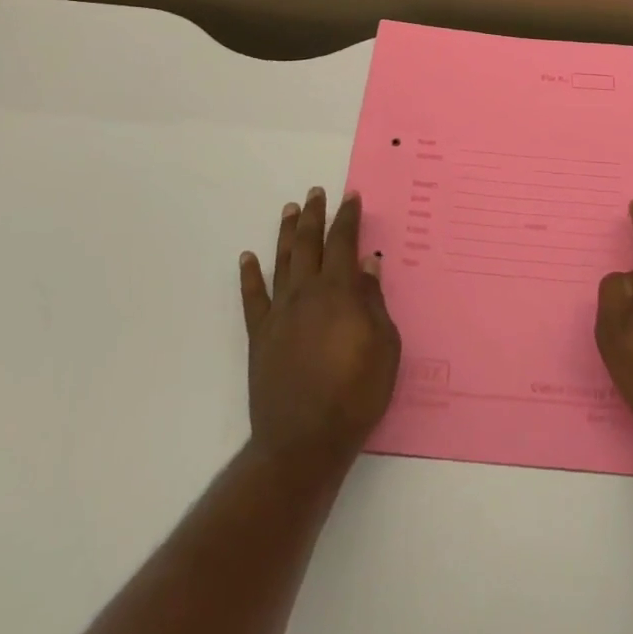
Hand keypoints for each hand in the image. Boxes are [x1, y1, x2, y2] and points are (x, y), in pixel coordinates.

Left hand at [239, 188, 400, 470]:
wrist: (304, 441)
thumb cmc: (355, 394)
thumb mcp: (384, 347)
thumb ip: (374, 301)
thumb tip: (369, 263)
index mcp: (339, 292)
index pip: (343, 243)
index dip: (347, 218)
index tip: (351, 197)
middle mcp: (306, 293)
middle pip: (309, 244)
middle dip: (314, 215)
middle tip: (316, 192)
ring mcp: (279, 313)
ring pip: (282, 261)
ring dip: (286, 233)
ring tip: (290, 209)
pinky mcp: (260, 335)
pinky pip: (253, 297)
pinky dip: (250, 275)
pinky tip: (248, 257)